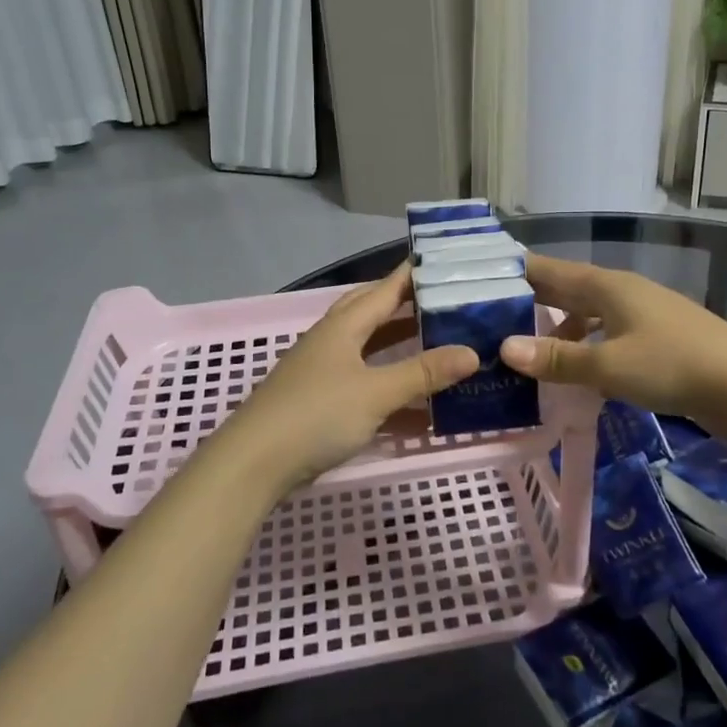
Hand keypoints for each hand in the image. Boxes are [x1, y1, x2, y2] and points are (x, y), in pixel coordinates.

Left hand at [214, 264, 477, 495]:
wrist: (254, 465)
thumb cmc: (316, 415)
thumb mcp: (376, 392)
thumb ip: (423, 372)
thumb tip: (472, 352)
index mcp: (343, 327)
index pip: (384, 290)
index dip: (412, 275)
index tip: (444, 261)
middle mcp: (332, 342)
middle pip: (373, 314)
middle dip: (407, 307)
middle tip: (445, 303)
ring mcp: (323, 373)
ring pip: (370, 352)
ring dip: (402, 350)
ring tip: (440, 346)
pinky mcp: (320, 405)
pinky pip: (365, 388)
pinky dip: (392, 392)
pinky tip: (421, 409)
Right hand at [499, 253, 726, 434]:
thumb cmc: (673, 365)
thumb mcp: (609, 365)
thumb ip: (558, 359)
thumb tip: (505, 348)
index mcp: (607, 286)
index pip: (550, 270)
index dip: (517, 273)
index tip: (481, 280)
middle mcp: (623, 290)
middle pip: (568, 288)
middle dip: (533, 299)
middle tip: (494, 315)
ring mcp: (644, 312)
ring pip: (589, 311)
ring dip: (560, 326)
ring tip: (531, 348)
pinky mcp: (658, 336)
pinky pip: (608, 330)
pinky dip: (586, 342)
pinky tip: (580, 367)